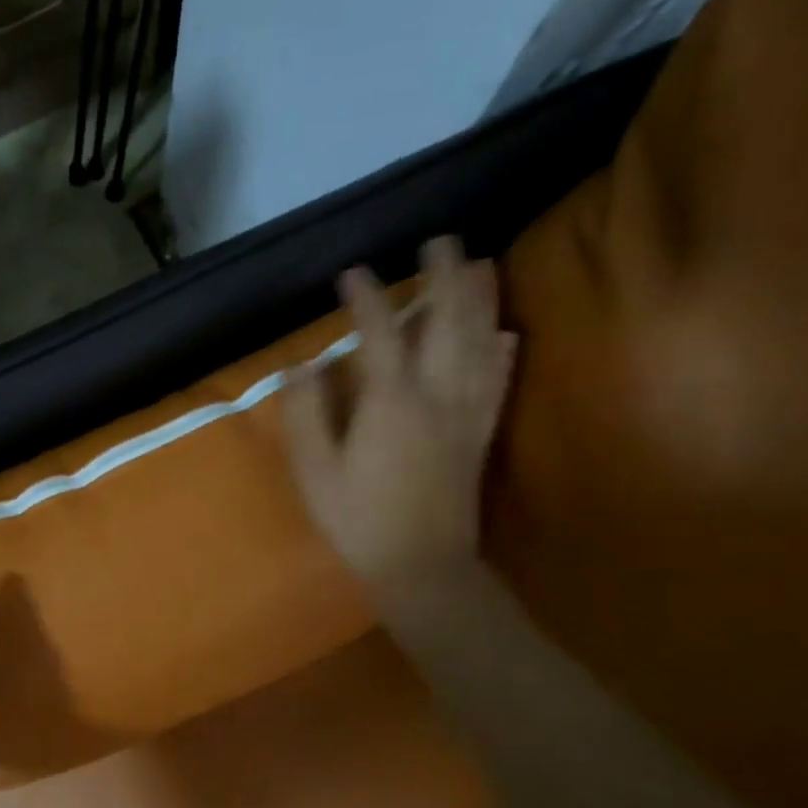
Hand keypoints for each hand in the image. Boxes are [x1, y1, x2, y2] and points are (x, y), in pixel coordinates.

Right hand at [283, 237, 517, 604]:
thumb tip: (301, 366)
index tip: (352, 272)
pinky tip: (507, 333)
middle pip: (446, 323)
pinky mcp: (479, 435)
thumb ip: (307, 415)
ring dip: (481, 300)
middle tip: (441, 240)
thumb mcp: (315, 472)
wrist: (422, 567)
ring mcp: (465, 413)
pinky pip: (498, 381)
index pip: (379, 333)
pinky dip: (504, 351)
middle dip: (443, 277)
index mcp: (390, 402)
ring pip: (481, 343)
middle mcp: (437, 395)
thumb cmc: (358, 520)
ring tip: (481, 264)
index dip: (365, 298)